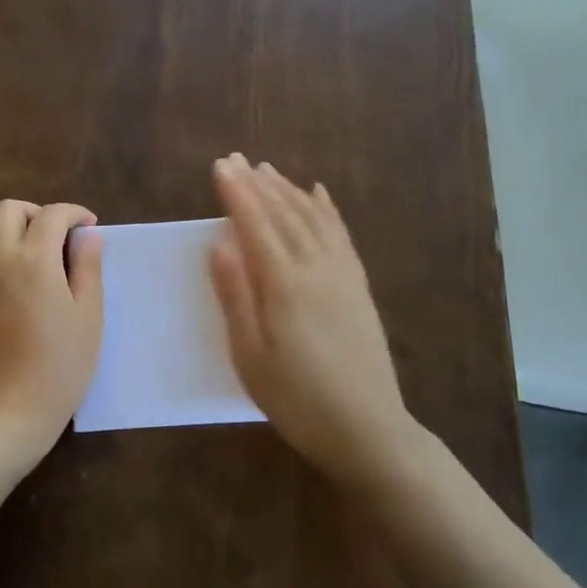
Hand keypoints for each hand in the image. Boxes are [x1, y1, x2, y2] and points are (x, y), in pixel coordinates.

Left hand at [0, 199, 104, 471]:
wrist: (11, 409)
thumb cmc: (61, 363)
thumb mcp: (89, 314)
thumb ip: (88, 267)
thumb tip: (87, 236)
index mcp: (33, 260)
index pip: (51, 215)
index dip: (74, 213)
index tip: (91, 227)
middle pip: (8, 210)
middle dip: (38, 212)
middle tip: (63, 236)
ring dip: (16, 227)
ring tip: (44, 253)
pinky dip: (4, 248)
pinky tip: (27, 278)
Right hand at [208, 155, 411, 472]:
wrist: (367, 428)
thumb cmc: (296, 399)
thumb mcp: (250, 356)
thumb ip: (235, 296)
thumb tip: (219, 243)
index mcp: (285, 284)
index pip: (255, 225)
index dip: (237, 193)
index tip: (220, 165)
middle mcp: (317, 268)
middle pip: (284, 214)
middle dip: (258, 184)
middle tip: (237, 159)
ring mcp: (343, 275)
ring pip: (313, 218)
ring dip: (289, 190)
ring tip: (269, 170)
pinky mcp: (359, 287)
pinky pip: (341, 235)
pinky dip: (327, 209)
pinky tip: (319, 194)